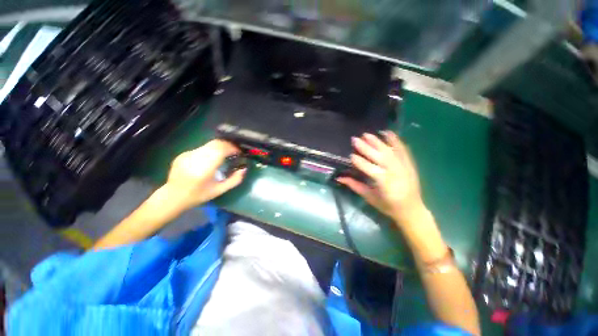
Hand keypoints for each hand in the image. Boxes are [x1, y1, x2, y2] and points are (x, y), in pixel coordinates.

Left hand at [165, 139, 245, 209]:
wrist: (172, 196)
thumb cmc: (198, 195)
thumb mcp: (219, 190)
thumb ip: (234, 180)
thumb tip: (244, 169)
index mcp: (204, 168)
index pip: (221, 149)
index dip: (232, 148)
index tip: (239, 152)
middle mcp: (195, 157)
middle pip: (216, 143)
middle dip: (228, 145)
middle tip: (235, 151)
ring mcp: (188, 154)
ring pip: (209, 144)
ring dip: (220, 147)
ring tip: (225, 154)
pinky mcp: (184, 153)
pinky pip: (202, 148)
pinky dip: (211, 150)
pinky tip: (211, 159)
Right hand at [337, 131, 424, 227]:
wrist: (412, 209)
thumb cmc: (388, 206)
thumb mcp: (369, 197)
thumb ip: (354, 186)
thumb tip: (339, 177)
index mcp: (385, 183)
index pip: (370, 169)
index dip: (359, 162)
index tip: (350, 155)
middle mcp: (395, 172)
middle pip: (379, 157)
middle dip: (366, 148)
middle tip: (355, 139)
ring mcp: (404, 166)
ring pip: (389, 151)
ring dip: (377, 142)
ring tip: (366, 134)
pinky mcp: (409, 163)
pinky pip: (402, 149)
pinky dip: (395, 140)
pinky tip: (387, 132)